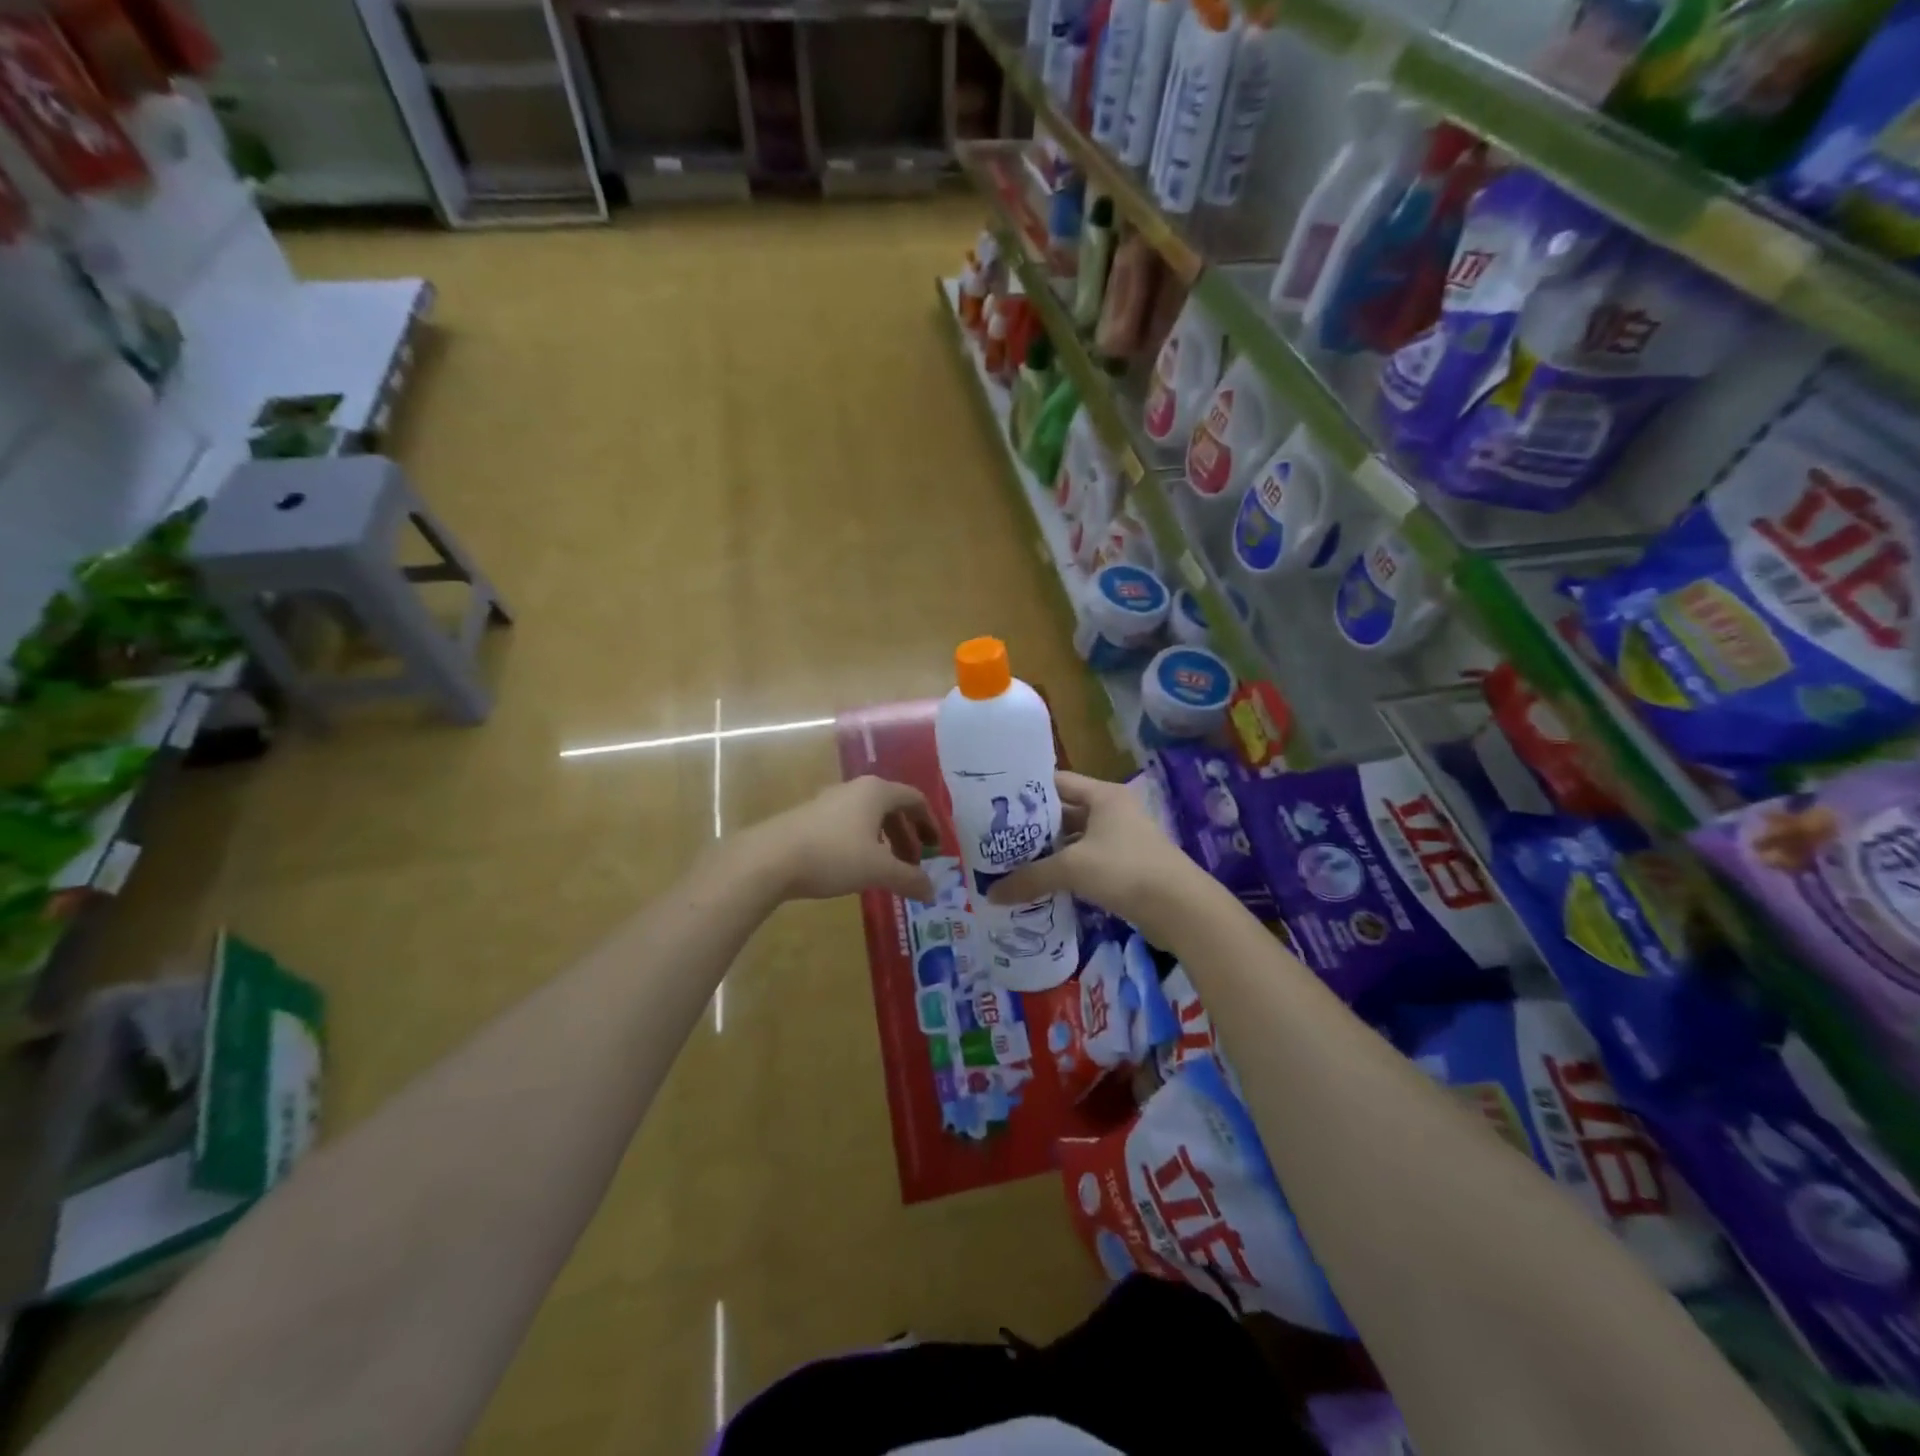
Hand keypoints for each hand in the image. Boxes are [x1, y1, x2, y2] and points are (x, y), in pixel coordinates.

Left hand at [747, 776, 939, 901]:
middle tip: (913, 864)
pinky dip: (862, 842)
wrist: (769, 859)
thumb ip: (910, 879)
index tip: (936, 848)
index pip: (914, 799)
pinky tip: (856, 867)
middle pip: (891, 808)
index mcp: (876, 792)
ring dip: (884, 841)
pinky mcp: (810, 817)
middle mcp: (855, 789)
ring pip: (868, 817)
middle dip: (906, 836)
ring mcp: (829, 801)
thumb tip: (932, 891)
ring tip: (887, 869)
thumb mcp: (878, 870)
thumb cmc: (833, 856)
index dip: (929, 823)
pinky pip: (848, 825)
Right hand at [986, 771, 1200, 942]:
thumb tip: (991, 894)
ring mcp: (1121, 840)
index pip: (1057, 782)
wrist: (1182, 909)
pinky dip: (1065, 871)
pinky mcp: (1125, 867)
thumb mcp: (1072, 868)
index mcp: (1103, 795)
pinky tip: (1041, 885)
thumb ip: (1030, 878)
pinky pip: (1086, 862)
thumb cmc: (1125, 870)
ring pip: (1074, 840)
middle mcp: (1112, 811)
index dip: (1027, 792)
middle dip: (1033, 827)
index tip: (995, 804)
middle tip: (997, 839)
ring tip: (1011, 863)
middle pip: (1064, 812)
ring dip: (1048, 852)